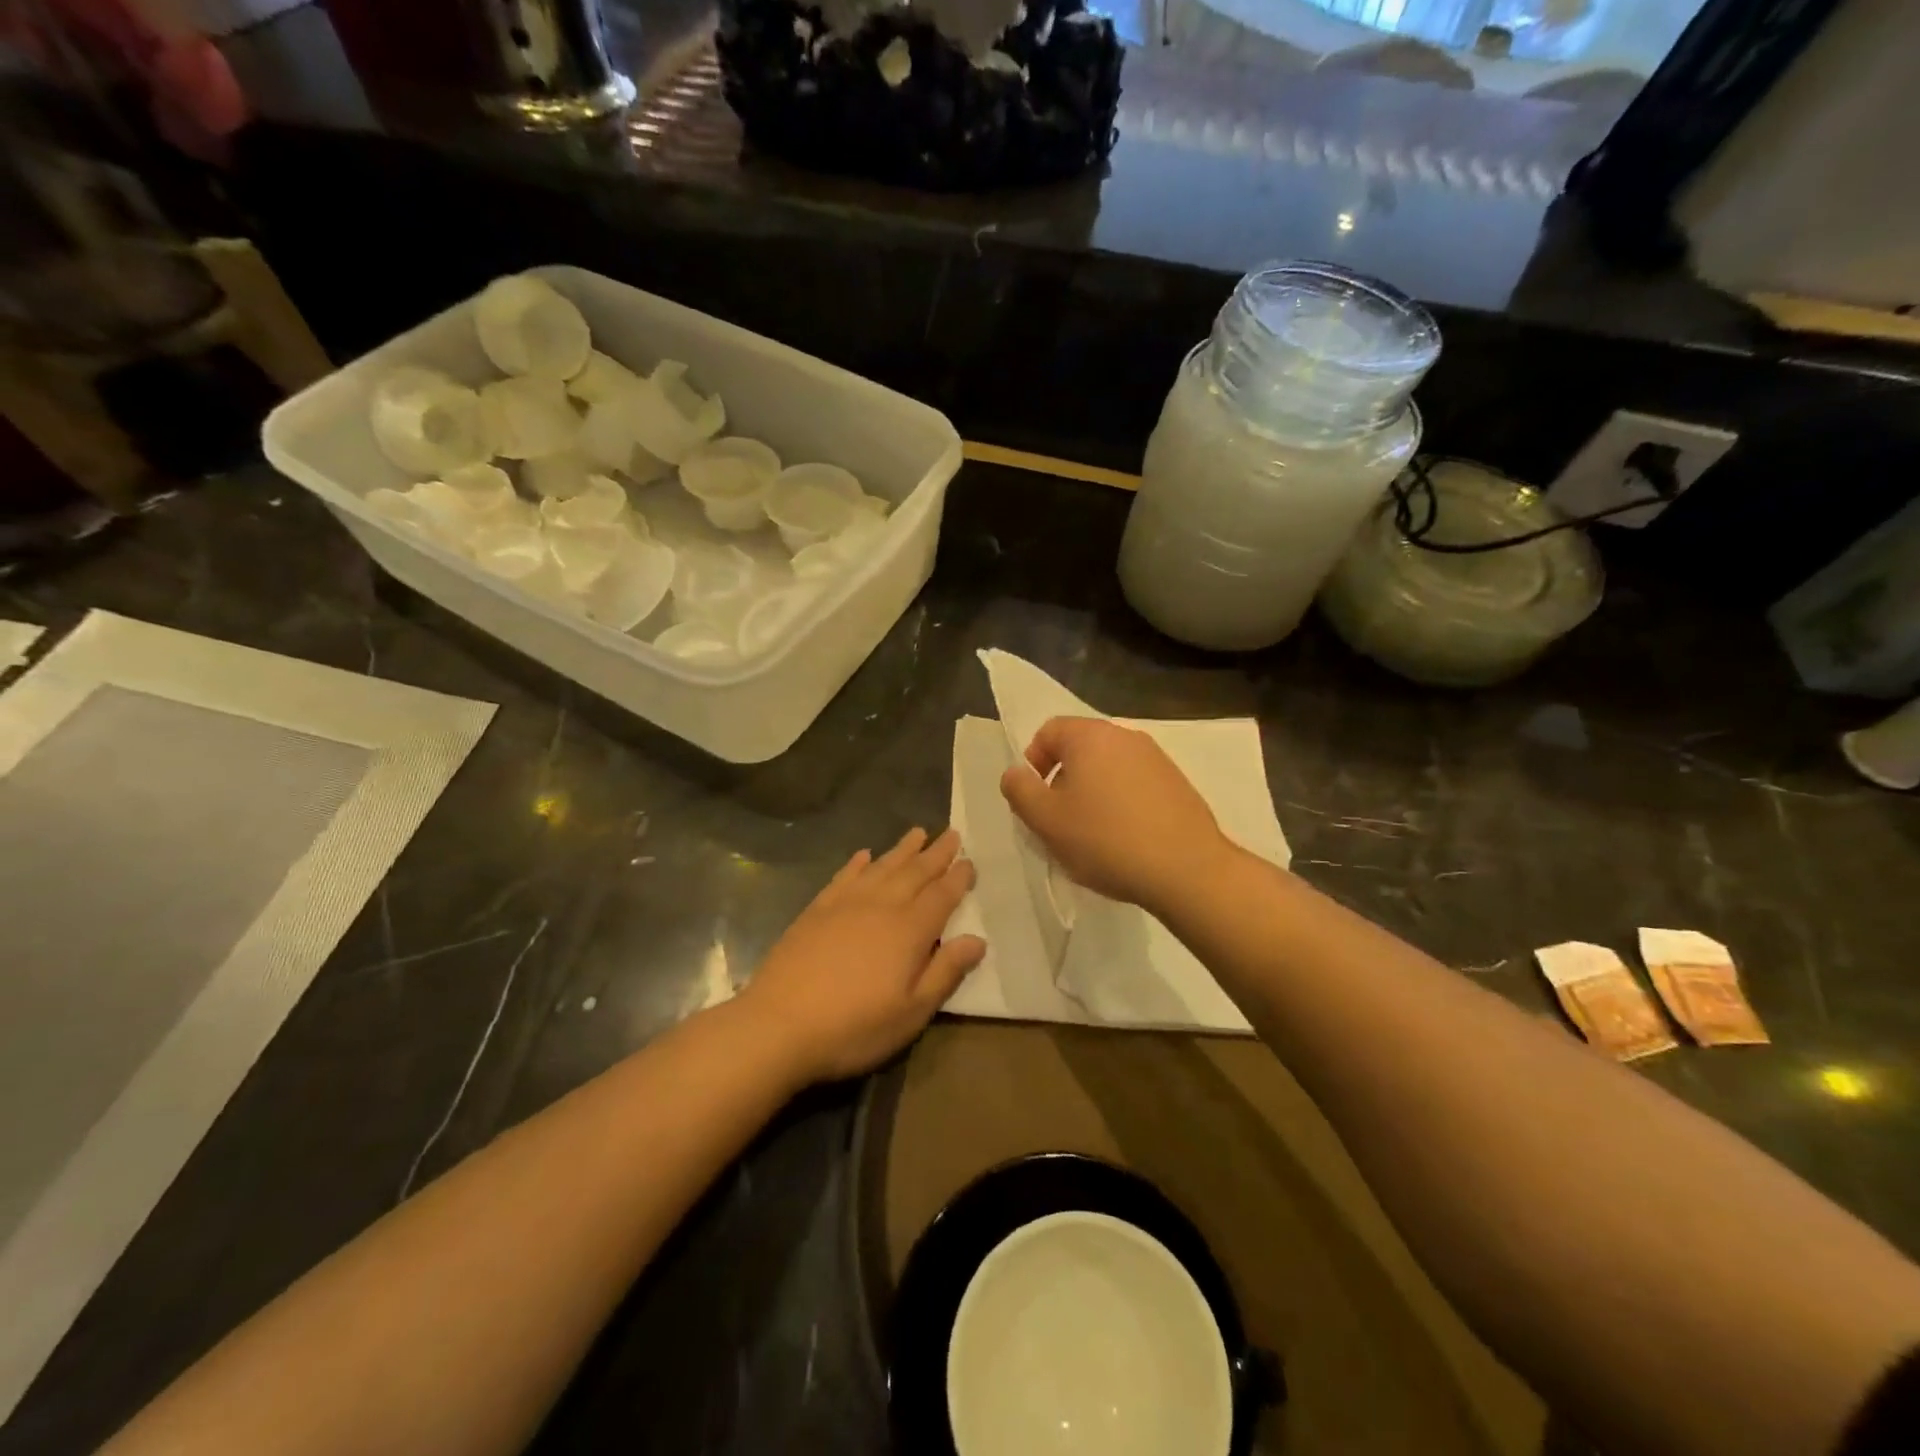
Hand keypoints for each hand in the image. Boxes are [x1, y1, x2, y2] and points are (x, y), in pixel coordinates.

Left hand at [739, 828, 985, 1083]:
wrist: (779, 1025)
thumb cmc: (854, 1026)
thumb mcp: (911, 1012)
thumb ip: (945, 972)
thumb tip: (977, 940)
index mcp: (910, 930)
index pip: (942, 895)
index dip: (958, 878)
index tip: (969, 861)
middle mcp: (881, 906)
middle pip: (915, 872)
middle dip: (936, 853)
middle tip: (952, 834)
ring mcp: (846, 904)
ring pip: (882, 867)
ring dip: (902, 849)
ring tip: (918, 832)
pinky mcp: (817, 910)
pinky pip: (844, 876)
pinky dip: (858, 863)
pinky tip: (864, 855)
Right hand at [999, 717, 1229, 912]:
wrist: (1186, 869)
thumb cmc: (1105, 840)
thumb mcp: (1046, 820)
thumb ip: (1020, 790)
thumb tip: (1015, 772)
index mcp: (1090, 736)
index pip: (1049, 730)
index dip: (1033, 761)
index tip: (1034, 797)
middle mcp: (1125, 736)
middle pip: (1080, 748)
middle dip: (1063, 779)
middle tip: (1059, 819)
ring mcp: (1157, 758)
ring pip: (1109, 767)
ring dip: (1093, 792)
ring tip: (1092, 833)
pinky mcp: (1177, 783)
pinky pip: (1135, 784)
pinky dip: (1121, 802)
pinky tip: (1124, 838)